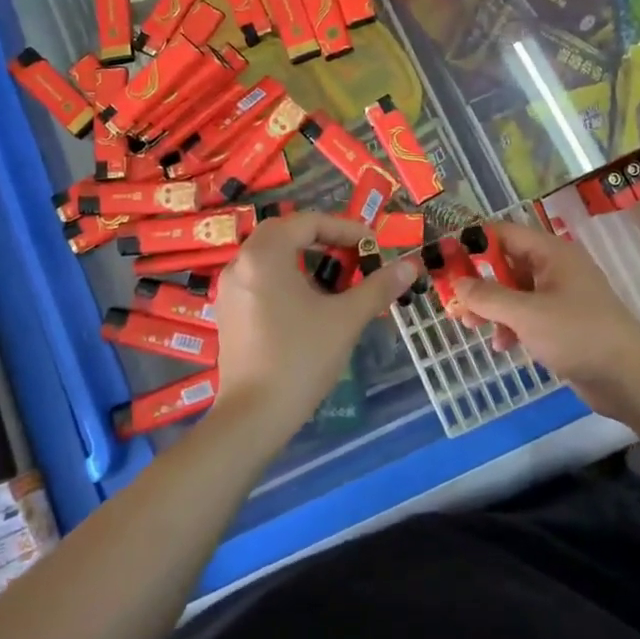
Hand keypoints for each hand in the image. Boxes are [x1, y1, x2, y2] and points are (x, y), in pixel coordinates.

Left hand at [211, 212, 417, 440]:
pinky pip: (260, 280)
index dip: (344, 228)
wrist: (254, 416)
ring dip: (304, 261)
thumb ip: (378, 287)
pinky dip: (287, 280)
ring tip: (336, 282)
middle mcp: (240, 264)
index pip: (307, 222)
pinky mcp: (228, 314)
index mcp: (264, 255)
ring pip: (271, 258)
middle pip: (284, 234)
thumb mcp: (346, 318)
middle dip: (323, 241)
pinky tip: (309, 306)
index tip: (371, 245)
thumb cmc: (301, 358)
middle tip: (353, 257)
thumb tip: (411, 266)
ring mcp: (229, 290)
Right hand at [452, 221, 639, 424]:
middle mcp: (556, 268)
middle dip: (479, 282)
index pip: (504, 233)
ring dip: (492, 307)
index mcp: (552, 253)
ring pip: (515, 292)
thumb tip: (458, 282)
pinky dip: (511, 325)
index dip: (473, 243)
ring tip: (471, 327)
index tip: (446, 259)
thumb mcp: (526, 314)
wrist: (629, 378)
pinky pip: (527, 315)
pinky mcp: (563, 322)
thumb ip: (488, 296)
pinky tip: (502, 345)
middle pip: (507, 264)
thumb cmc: (577, 335)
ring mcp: (561, 296)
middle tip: (452, 300)